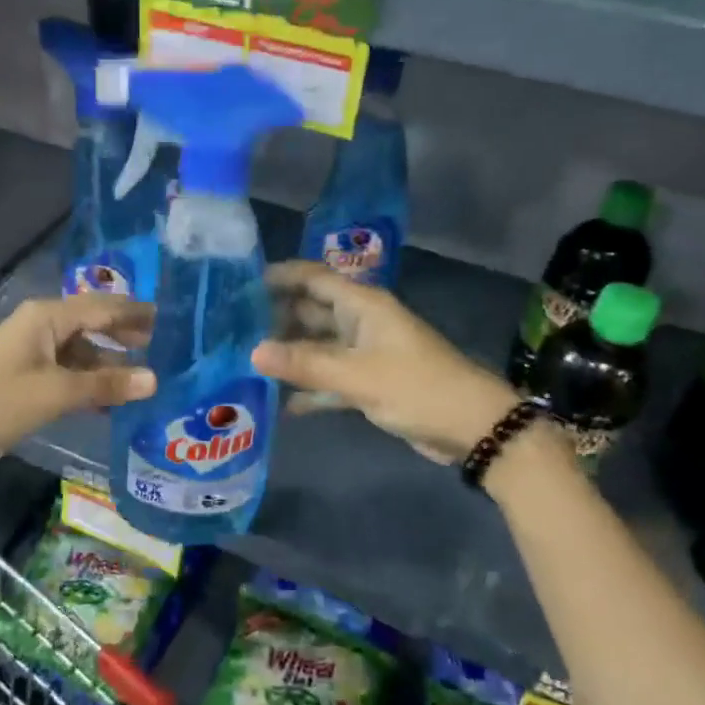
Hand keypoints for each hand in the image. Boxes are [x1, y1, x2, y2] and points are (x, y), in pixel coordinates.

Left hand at [0, 294, 155, 476]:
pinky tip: (115, 399)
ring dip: (110, 363)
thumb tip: (154, 379)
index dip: (136, 313)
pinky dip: (92, 382)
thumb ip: (105, 384)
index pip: (102, 307)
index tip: (172, 319)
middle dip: (126, 334)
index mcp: (46, 317)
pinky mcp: (28, 379)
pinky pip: (69, 374)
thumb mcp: (56, 392)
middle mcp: (42, 328)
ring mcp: (33, 354)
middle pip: (93, 325)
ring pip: (82, 352)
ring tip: (148, 375)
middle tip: (166, 345)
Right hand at [254, 260, 517, 465]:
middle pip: (310, 311)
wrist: (473, 428)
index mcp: (362, 305)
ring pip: (317, 346)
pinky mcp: (368, 382)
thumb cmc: (417, 387)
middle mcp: (360, 322)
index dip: (280, 276)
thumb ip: (305, 363)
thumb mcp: (358, 375)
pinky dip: (308, 387)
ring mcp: (364, 353)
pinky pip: (329, 377)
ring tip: (245, 362)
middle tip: (231, 329)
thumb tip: (253, 351)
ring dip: (288, 354)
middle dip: (275, 318)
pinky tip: (278, 403)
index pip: (313, 278)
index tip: (239, 284)